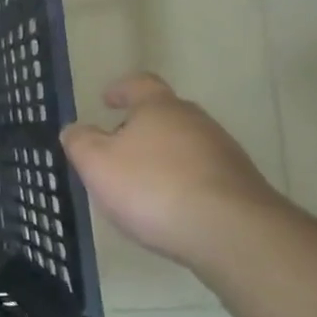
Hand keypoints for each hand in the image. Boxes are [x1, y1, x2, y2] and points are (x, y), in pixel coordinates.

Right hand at [61, 73, 283, 266]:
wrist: (232, 232)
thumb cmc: (153, 187)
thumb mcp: (97, 164)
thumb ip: (80, 142)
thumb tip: (74, 129)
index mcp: (159, 107)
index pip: (139, 84)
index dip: (121, 89)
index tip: (107, 99)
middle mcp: (196, 121)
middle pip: (166, 115)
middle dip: (142, 128)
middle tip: (118, 148)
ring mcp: (224, 153)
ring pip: (186, 146)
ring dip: (164, 158)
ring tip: (143, 185)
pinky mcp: (241, 186)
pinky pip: (203, 175)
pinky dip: (184, 183)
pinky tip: (171, 208)